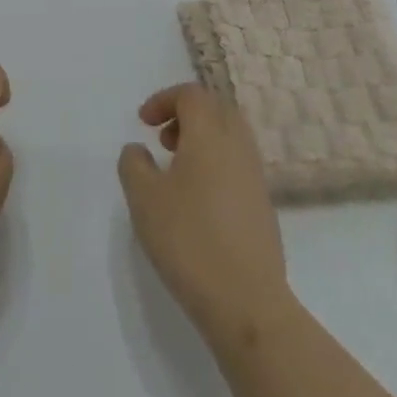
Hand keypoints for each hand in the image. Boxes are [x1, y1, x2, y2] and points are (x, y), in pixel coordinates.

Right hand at [118, 83, 291, 346]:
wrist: (246, 301)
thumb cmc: (188, 240)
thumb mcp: (144, 199)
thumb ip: (134, 165)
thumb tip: (138, 150)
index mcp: (210, 136)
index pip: (192, 95)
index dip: (164, 100)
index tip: (143, 123)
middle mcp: (238, 146)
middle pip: (216, 109)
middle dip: (187, 115)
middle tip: (162, 140)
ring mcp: (255, 176)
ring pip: (230, 136)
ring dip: (202, 139)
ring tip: (175, 170)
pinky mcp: (263, 204)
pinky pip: (238, 163)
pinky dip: (215, 163)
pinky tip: (196, 199)